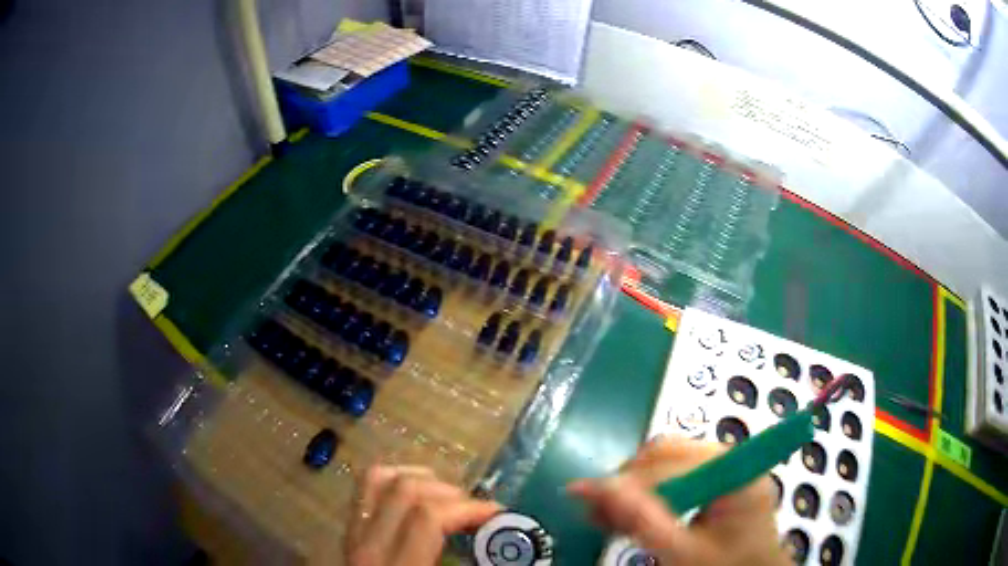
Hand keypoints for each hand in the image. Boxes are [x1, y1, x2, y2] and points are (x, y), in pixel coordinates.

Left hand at [345, 465, 500, 565]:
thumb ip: (472, 565)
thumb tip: (508, 552)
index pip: (427, 517)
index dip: (469, 508)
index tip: (499, 515)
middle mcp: (367, 544)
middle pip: (405, 491)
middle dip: (450, 493)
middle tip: (476, 512)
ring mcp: (352, 534)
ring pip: (378, 480)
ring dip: (420, 480)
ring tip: (448, 498)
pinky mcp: (349, 533)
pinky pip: (366, 491)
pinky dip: (394, 481)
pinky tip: (418, 496)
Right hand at [568, 437, 788, 565]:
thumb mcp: (682, 552)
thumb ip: (640, 520)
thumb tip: (586, 487)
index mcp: (735, 471)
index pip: (671, 463)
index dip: (627, 481)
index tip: (585, 499)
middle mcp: (732, 460)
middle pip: (669, 454)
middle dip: (629, 482)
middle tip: (597, 511)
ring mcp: (726, 470)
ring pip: (667, 464)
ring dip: (634, 489)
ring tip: (605, 516)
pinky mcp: (718, 484)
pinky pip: (675, 478)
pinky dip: (649, 497)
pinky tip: (630, 515)